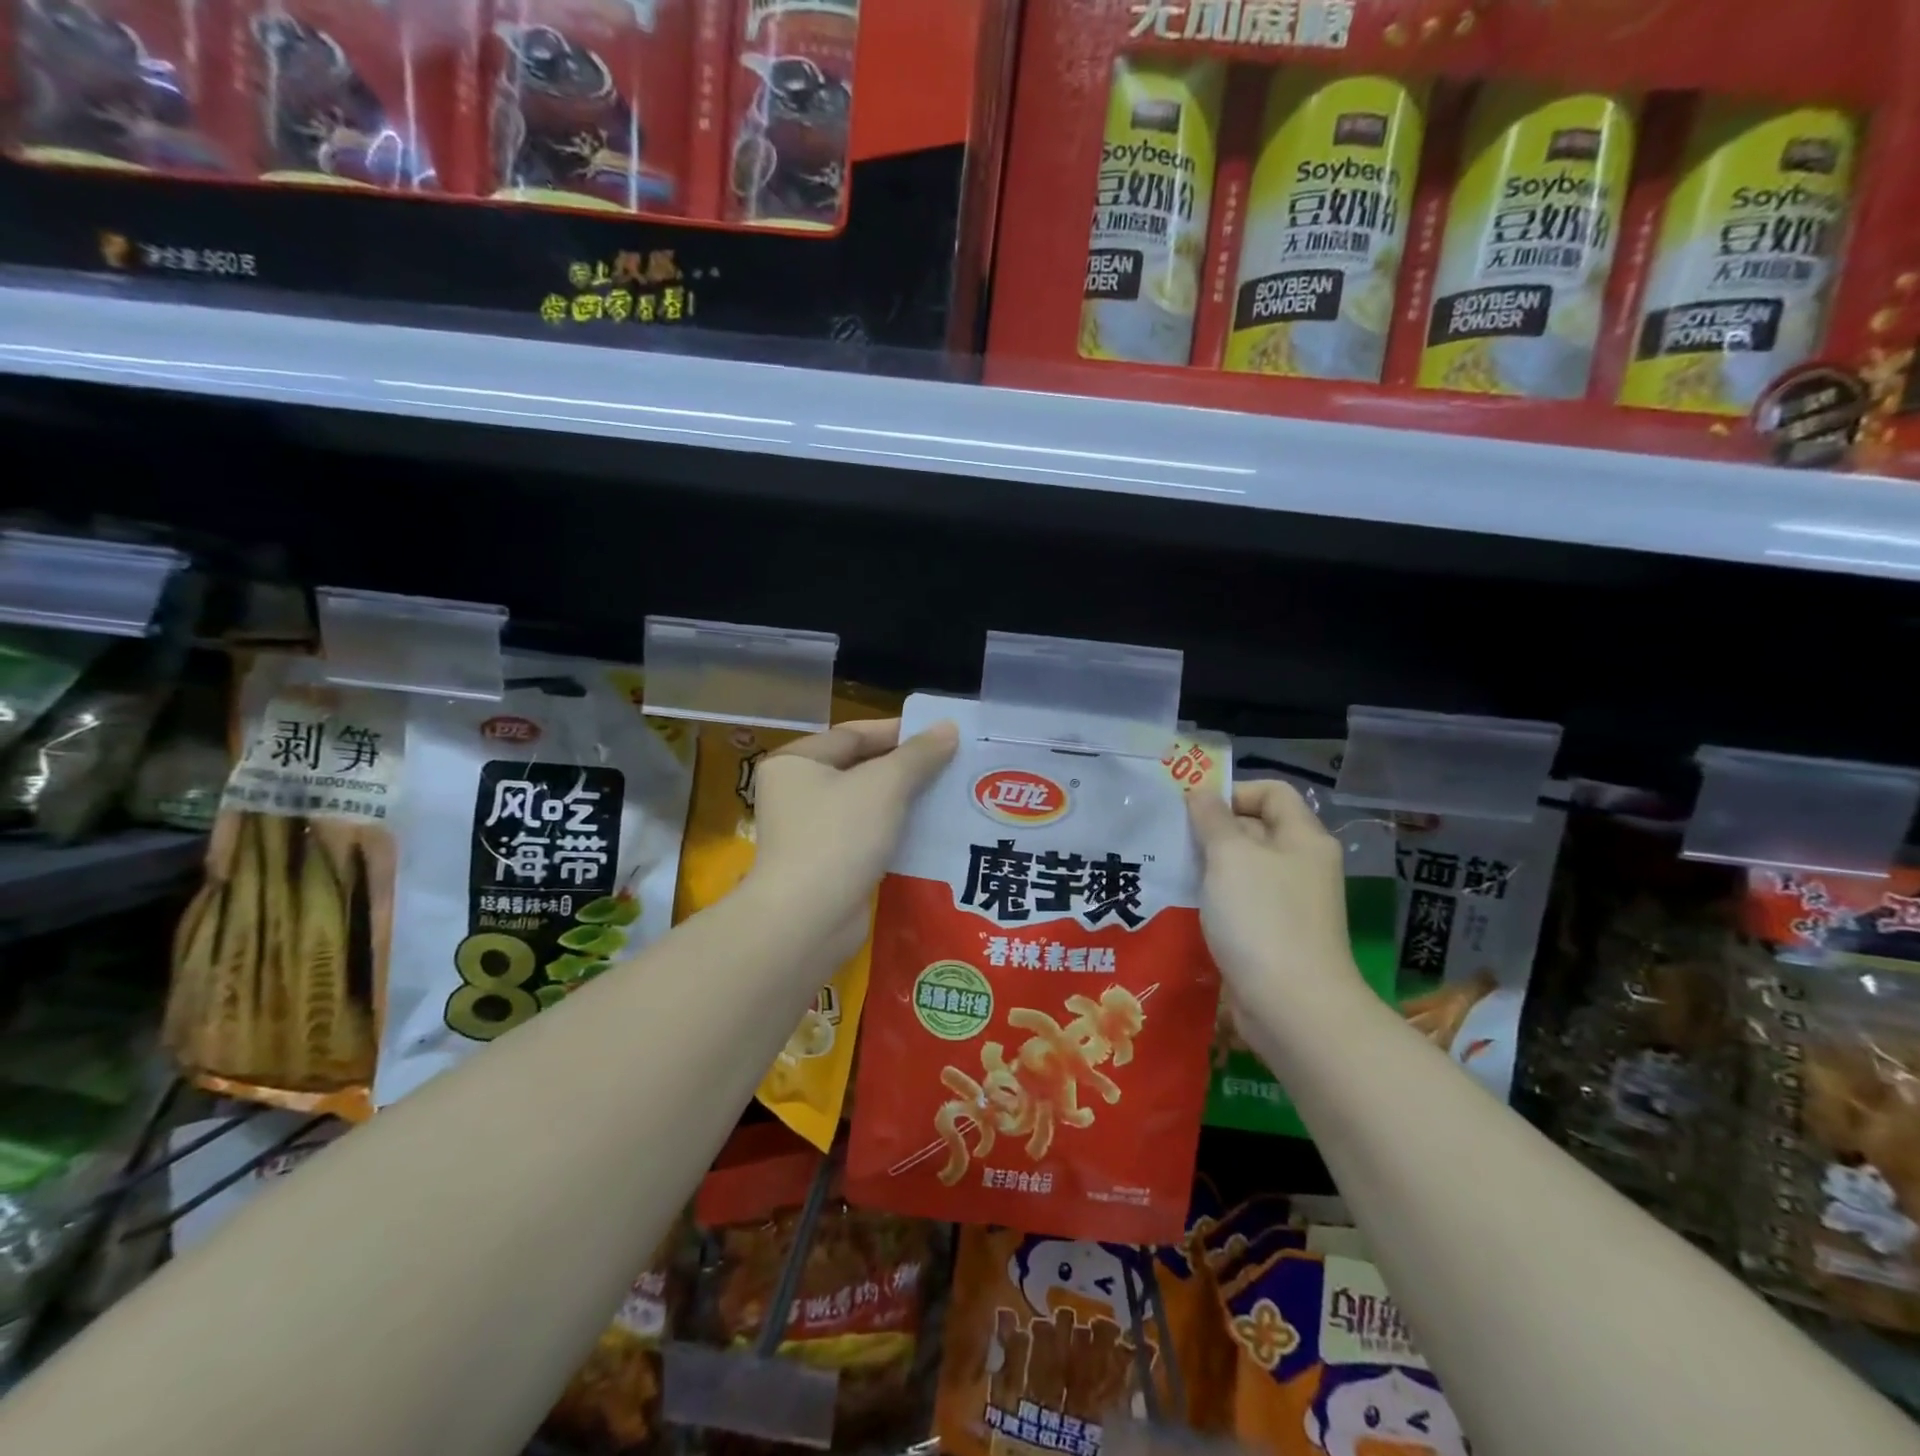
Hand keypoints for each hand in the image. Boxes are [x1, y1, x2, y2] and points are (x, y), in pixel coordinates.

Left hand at [750, 717, 957, 955]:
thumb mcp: (885, 785)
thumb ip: (919, 754)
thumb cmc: (839, 836)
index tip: (942, 734)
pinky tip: (932, 831)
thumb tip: (949, 727)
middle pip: (861, 768)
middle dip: (907, 767)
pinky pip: (868, 836)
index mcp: (796, 762)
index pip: (854, 734)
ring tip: (951, 794)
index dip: (899, 731)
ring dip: (905, 801)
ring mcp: (810, 831)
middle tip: (953, 764)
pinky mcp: (827, 864)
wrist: (808, 920)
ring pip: (867, 805)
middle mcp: (796, 792)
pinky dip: (896, 831)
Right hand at [1188, 780, 1360, 1019]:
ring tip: (1171, 872)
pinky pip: (1241, 904)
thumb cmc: (1262, 918)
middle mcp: (1302, 865)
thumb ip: (1212, 819)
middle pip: (1255, 829)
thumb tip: (1201, 793)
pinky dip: (1215, 900)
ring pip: (1244, 869)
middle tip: (1171, 841)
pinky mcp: (1275, 936)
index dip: (1233, 791)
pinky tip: (1186, 907)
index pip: (1271, 792)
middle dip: (1212, 830)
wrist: (1292, 1007)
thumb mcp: (1230, 856)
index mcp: (1303, 838)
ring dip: (1209, 868)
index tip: (1193, 809)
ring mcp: (1291, 904)